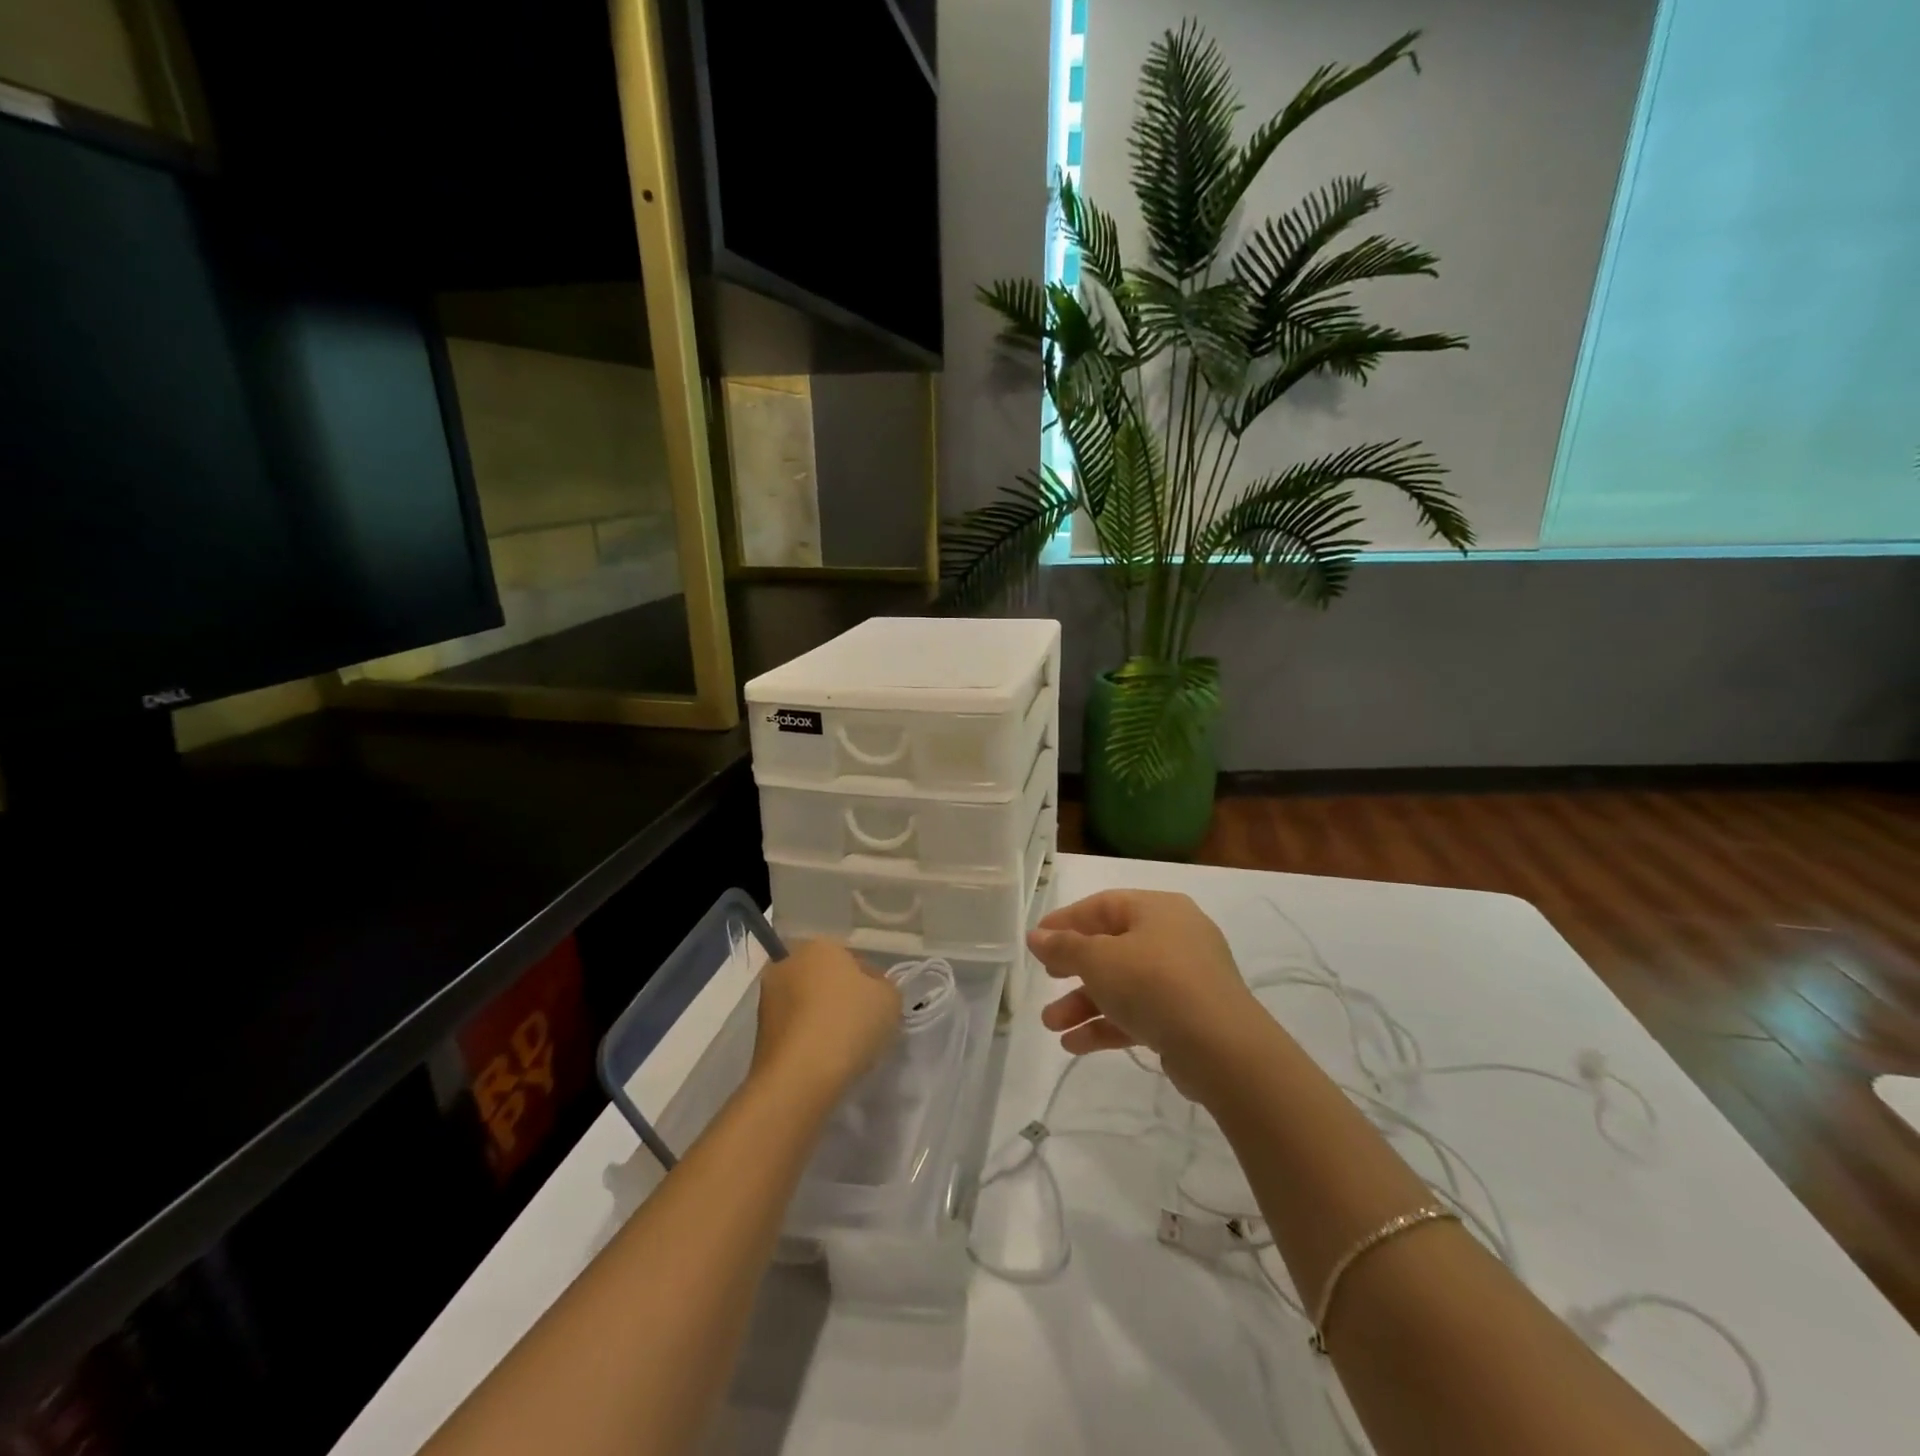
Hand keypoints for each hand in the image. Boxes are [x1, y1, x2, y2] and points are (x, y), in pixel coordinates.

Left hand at [752, 939, 900, 1101]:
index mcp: (818, 945)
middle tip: (864, 1025)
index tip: (880, 1007)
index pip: (853, 959)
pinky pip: (795, 1028)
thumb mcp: (889, 999)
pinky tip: (825, 1060)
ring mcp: (768, 997)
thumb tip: (872, 991)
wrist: (799, 1078)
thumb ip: (885, 988)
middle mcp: (788, 963)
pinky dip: (809, 1038)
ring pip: (808, 1003)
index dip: (871, 983)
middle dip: (842, 997)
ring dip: (824, 1018)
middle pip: (826, 978)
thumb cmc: (848, 1024)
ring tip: (844, 1048)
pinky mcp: (759, 1031)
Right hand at [1029, 890, 1264, 1092]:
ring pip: (1124, 984)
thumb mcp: (1099, 960)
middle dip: (1073, 969)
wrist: (1222, 1049)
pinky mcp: (1188, 1017)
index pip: (1103, 905)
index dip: (1066, 921)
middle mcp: (1174, 937)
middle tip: (1046, 980)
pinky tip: (1075, 1045)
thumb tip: (1036, 936)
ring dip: (1084, 1003)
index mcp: (1158, 909)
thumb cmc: (1154, 984)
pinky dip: (1108, 1025)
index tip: (1037, 940)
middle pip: (1112, 946)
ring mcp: (1185, 979)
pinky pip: (1140, 1013)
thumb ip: (1064, 947)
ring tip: (1051, 1025)